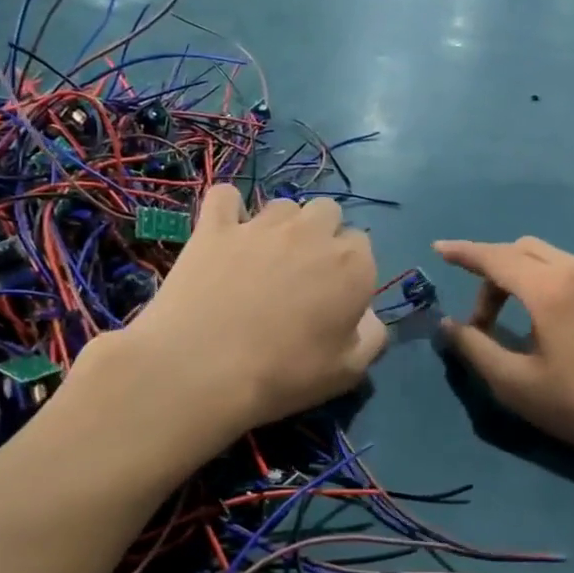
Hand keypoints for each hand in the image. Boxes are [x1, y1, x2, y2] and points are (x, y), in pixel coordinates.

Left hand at [114, 186, 385, 436]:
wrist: (200, 371)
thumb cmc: (282, 376)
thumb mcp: (347, 372)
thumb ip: (373, 337)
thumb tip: (370, 316)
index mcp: (352, 266)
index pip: (363, 246)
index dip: (349, 271)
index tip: (334, 297)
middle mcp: (313, 233)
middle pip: (328, 212)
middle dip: (322, 236)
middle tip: (303, 275)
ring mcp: (262, 225)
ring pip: (284, 206)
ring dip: (283, 226)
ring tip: (265, 260)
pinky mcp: (215, 227)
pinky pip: (226, 197)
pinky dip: (229, 209)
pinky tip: (226, 232)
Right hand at [435, 237, 573, 467]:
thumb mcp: (517, 385)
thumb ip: (475, 349)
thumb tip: (448, 325)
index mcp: (550, 286)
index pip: (495, 257)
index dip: (463, 252)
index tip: (439, 248)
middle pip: (525, 250)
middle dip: (495, 273)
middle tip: (485, 320)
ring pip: (557, 260)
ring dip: (528, 280)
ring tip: (527, 327)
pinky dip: (559, 286)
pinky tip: (567, 329)